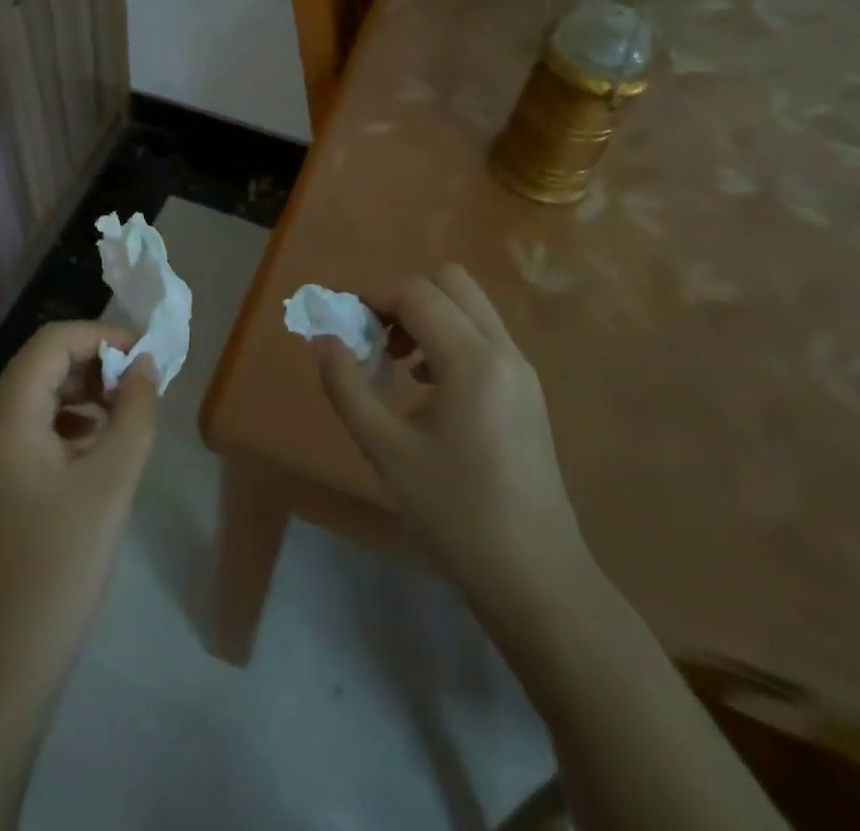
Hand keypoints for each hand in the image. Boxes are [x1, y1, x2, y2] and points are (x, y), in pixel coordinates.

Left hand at [0, 321, 159, 680]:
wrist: (9, 658)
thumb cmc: (62, 562)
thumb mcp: (112, 481)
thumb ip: (135, 413)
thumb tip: (147, 366)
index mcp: (8, 417)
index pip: (51, 343)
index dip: (100, 336)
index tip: (146, 354)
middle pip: (43, 365)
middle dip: (95, 363)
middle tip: (142, 385)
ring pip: (40, 395)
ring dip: (86, 392)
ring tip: (127, 415)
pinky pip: (36, 428)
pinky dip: (72, 422)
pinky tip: (100, 449)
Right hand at [318, 264, 593, 629]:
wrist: (537, 579)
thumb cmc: (456, 514)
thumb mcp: (386, 451)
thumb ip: (347, 387)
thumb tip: (322, 340)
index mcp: (472, 360)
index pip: (417, 293)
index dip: (374, 299)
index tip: (347, 329)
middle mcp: (503, 350)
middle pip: (451, 281)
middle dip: (405, 298)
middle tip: (377, 340)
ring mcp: (523, 370)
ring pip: (470, 306)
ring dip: (429, 317)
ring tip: (398, 367)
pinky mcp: (528, 391)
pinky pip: (484, 336)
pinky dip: (451, 338)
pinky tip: (429, 389)